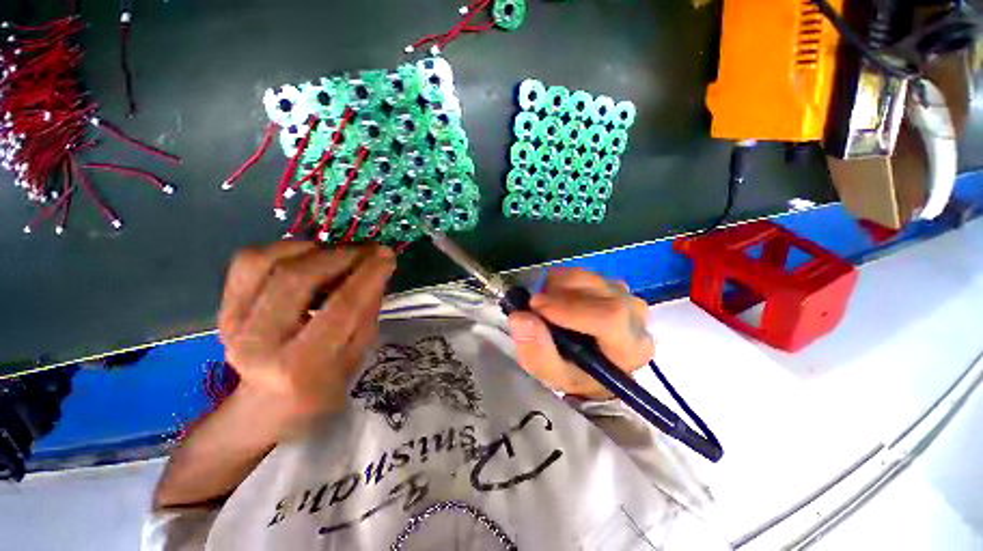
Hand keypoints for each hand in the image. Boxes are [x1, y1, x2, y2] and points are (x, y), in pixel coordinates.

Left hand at [218, 241, 395, 425]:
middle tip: (369, 250)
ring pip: (267, 261)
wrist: (268, 404)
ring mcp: (233, 323)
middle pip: (299, 278)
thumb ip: (367, 312)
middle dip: (342, 255)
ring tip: (340, 254)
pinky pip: (248, 261)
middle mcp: (260, 343)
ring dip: (313, 249)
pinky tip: (307, 254)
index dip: (369, 274)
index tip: (388, 254)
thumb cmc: (325, 383)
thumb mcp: (358, 355)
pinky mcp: (222, 308)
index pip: (342, 306)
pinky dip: (282, 249)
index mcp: (302, 365)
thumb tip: (375, 270)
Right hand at [507, 268, 653, 400]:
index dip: (569, 307)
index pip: (610, 317)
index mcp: (630, 347)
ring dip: (558, 285)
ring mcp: (627, 296)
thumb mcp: (552, 373)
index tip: (535, 305)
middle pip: (600, 291)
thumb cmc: (575, 374)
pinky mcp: (614, 285)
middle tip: (534, 304)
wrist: (593, 366)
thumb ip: (537, 351)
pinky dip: (563, 280)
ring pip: (590, 277)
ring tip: (544, 303)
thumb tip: (520, 317)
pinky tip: (556, 297)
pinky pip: (586, 273)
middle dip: (558, 292)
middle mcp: (636, 317)